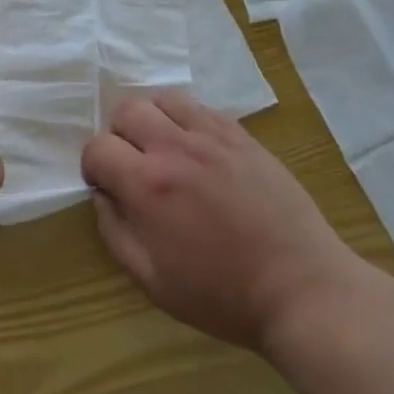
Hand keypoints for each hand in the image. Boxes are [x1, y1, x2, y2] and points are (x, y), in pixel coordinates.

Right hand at [81, 92, 355, 351]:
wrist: (300, 287)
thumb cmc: (222, 295)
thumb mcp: (152, 280)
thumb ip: (115, 232)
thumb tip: (102, 196)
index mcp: (147, 185)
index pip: (97, 147)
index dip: (94, 167)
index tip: (107, 187)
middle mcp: (175, 148)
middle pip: (127, 110)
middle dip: (119, 135)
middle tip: (133, 166)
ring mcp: (212, 136)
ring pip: (164, 99)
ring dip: (153, 120)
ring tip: (164, 150)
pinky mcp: (242, 136)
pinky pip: (201, 108)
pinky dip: (187, 121)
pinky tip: (198, 151)